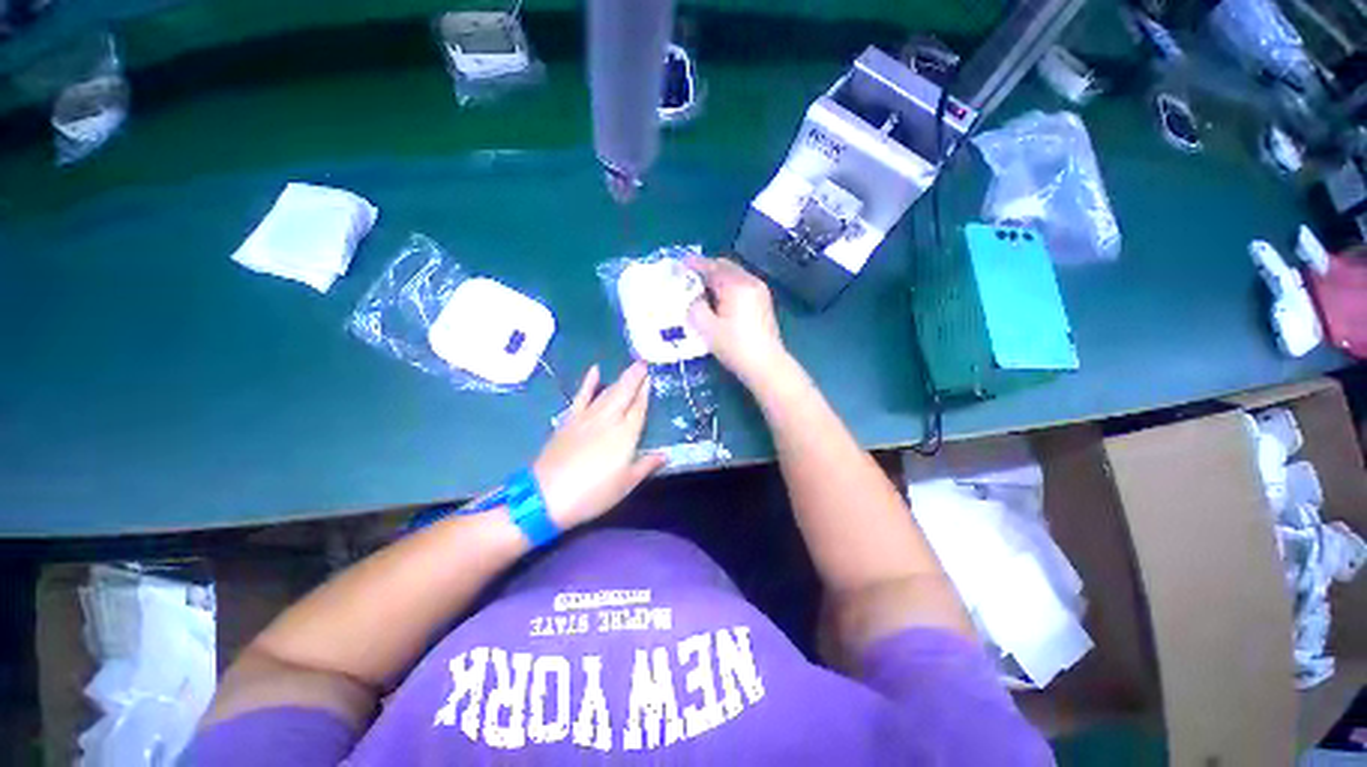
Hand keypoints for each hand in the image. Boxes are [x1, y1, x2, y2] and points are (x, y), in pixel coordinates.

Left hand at [533, 362, 666, 528]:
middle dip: (635, 377)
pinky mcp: (570, 420)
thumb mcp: (625, 484)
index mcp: (626, 434)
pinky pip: (581, 396)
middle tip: (643, 362)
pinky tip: (594, 370)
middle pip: (624, 393)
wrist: (547, 496)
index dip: (645, 392)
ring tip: (631, 367)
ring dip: (620, 379)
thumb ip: (646, 466)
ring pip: (607, 393)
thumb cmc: (592, 493)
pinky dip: (588, 383)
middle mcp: (609, 420)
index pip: (639, 408)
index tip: (650, 377)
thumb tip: (665, 455)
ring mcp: (587, 417)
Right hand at [686, 255, 789, 388]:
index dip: (694, 265)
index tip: (679, 265)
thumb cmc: (735, 346)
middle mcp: (750, 281)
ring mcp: (760, 291)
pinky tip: (718, 299)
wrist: (766, 365)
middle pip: (725, 266)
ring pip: (734, 275)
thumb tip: (694, 296)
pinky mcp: (763, 301)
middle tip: (689, 277)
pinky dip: (728, 286)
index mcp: (736, 285)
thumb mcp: (707, 328)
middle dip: (706, 269)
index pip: (712, 267)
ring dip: (717, 278)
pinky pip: (741, 284)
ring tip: (701, 289)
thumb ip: (695, 306)